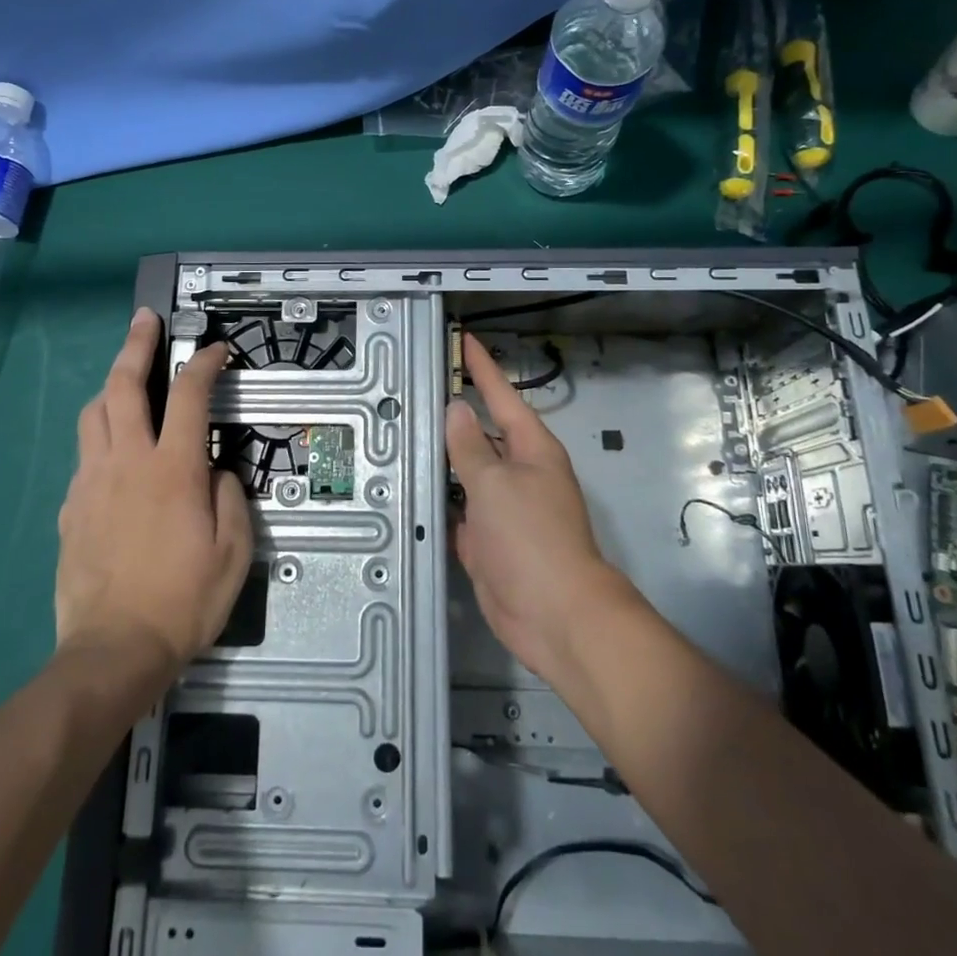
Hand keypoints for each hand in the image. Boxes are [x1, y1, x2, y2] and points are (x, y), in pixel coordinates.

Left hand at [56, 308, 252, 677]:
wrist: (114, 649)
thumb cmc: (183, 600)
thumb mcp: (233, 552)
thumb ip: (230, 498)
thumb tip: (217, 471)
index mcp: (172, 469)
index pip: (189, 395)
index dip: (205, 363)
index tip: (217, 349)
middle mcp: (127, 462)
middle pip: (124, 386)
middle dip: (136, 344)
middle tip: (145, 319)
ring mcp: (91, 482)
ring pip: (93, 414)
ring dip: (110, 386)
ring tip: (125, 380)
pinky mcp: (70, 507)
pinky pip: (84, 457)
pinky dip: (100, 438)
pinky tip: (113, 455)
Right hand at [446, 332, 633, 682]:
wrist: (554, 615)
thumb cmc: (531, 538)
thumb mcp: (495, 483)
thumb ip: (470, 447)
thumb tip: (457, 409)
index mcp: (531, 449)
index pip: (502, 395)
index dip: (482, 368)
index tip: (464, 340)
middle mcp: (519, 473)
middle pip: (481, 435)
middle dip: (453, 416)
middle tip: (415, 393)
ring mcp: (504, 509)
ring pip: (466, 474)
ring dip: (440, 462)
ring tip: (402, 437)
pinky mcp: (488, 540)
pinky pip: (458, 512)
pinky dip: (439, 504)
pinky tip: (411, 494)